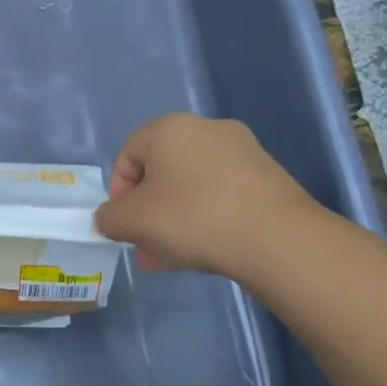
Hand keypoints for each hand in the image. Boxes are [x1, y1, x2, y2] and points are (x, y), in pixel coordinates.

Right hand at [94, 114, 320, 279]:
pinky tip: (209, 248)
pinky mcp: (268, 174)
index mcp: (168, 128)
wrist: (278, 239)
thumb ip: (109, 218)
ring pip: (191, 185)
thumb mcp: (132, 223)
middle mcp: (205, 128)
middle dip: (148, 212)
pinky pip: (221, 193)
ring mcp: (242, 150)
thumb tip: (110, 218)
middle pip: (160, 172)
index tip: (125, 227)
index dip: (118, 195)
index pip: (126, 157)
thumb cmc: (193, 219)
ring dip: (175, 218)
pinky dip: (207, 216)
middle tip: (147, 246)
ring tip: (175, 256)